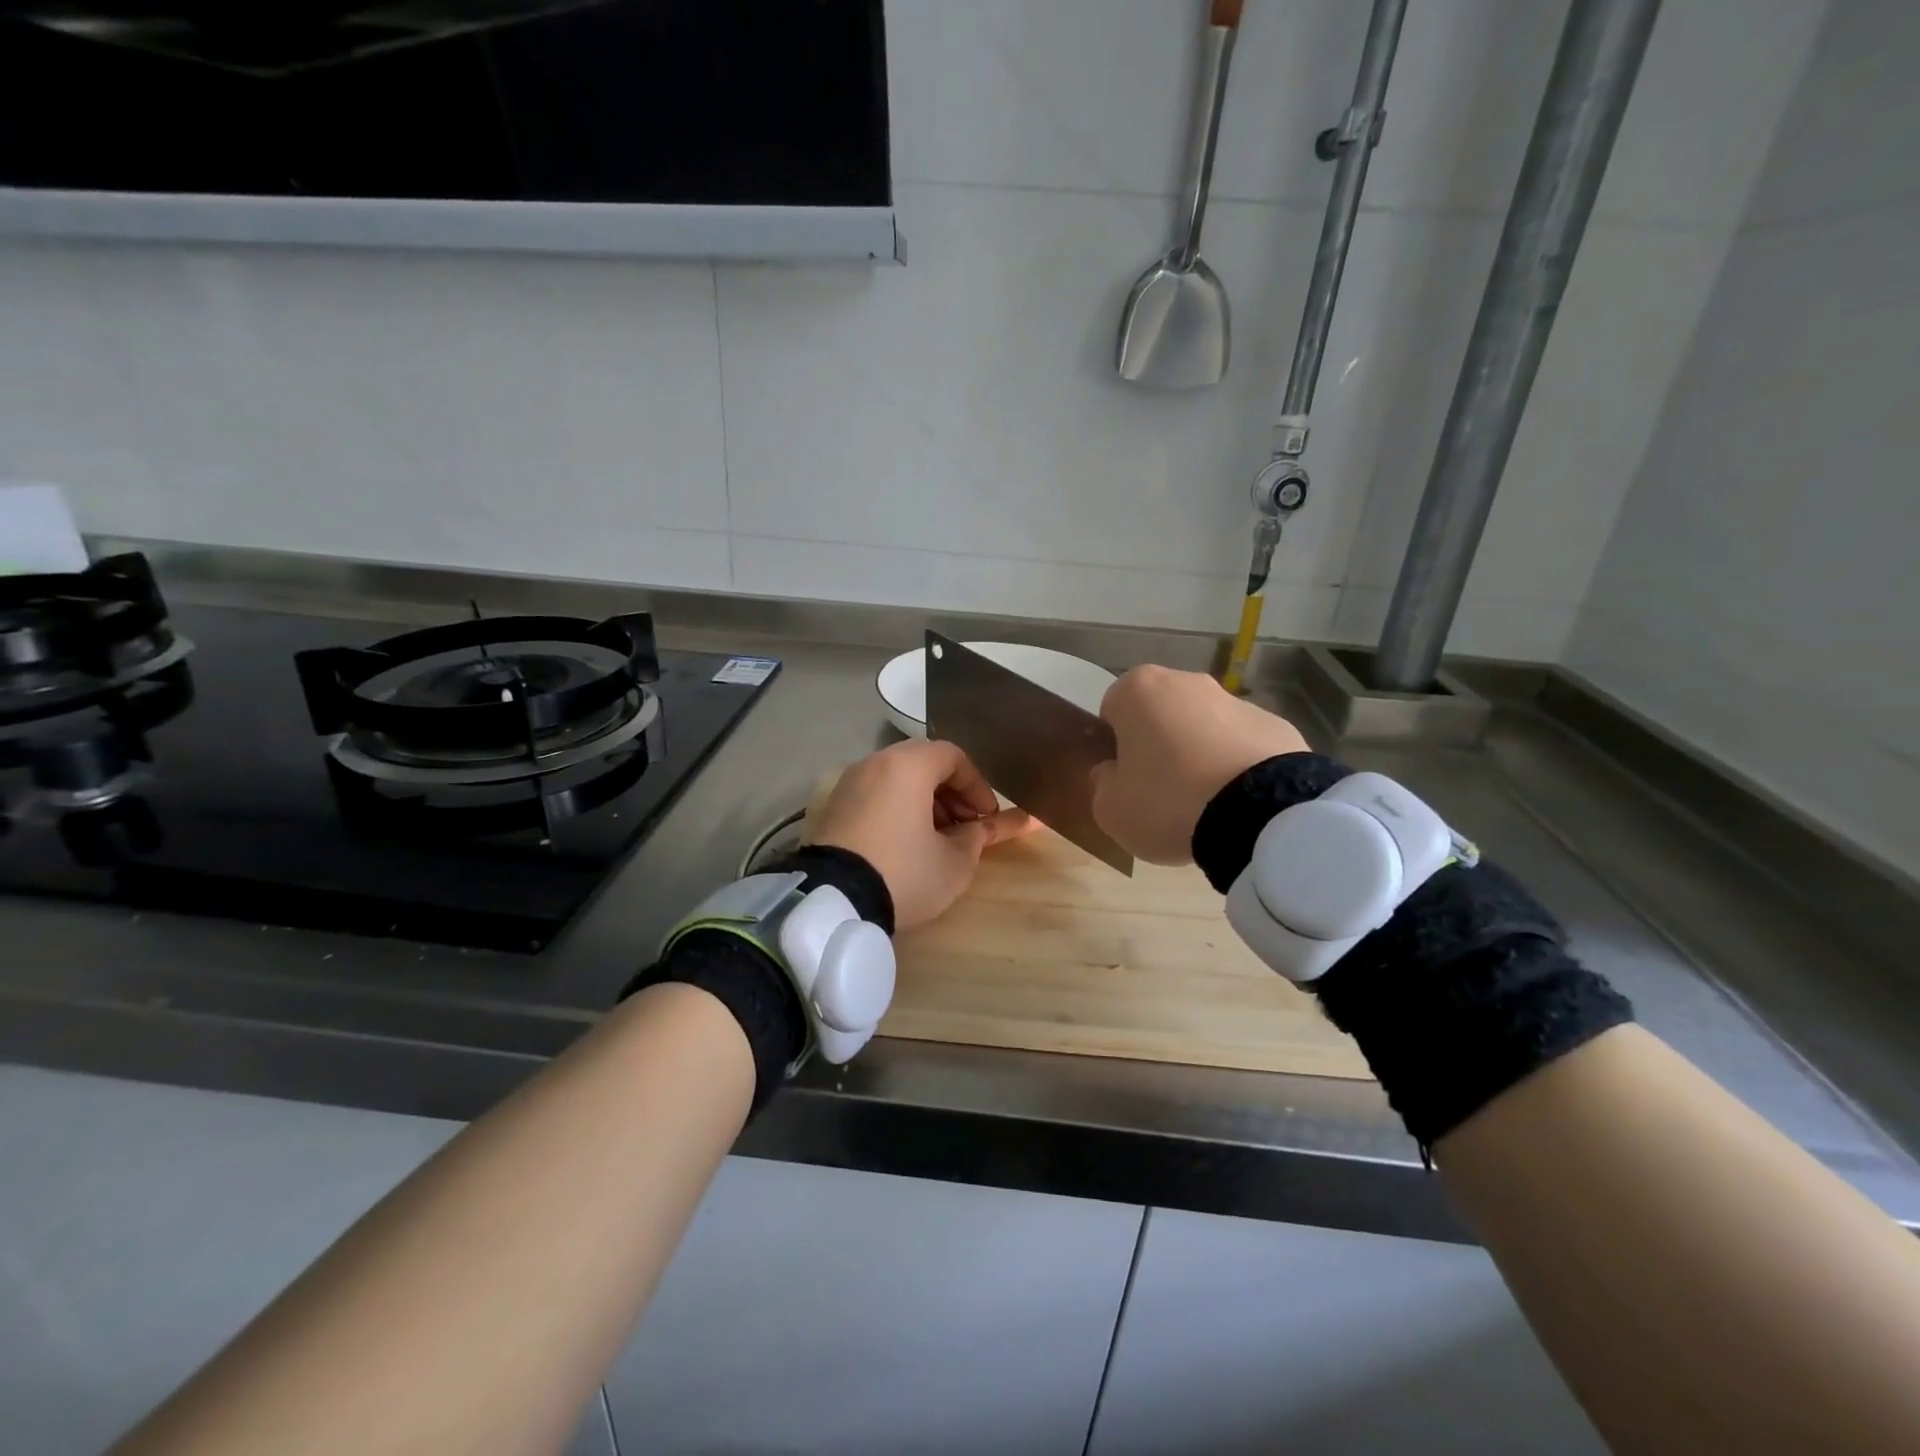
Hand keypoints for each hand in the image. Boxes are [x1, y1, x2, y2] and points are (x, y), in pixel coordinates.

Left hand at [807, 739, 1031, 930]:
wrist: (832, 902)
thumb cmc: (903, 873)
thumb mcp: (954, 862)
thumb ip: (978, 837)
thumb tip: (989, 827)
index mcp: (908, 766)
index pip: (953, 757)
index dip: (977, 785)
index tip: (987, 817)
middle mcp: (875, 763)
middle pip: (923, 764)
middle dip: (951, 793)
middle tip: (965, 826)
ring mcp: (848, 784)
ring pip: (897, 779)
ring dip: (924, 802)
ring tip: (937, 839)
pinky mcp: (832, 807)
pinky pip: (875, 795)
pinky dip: (897, 809)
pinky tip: (905, 844)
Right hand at [1091, 665, 1308, 864]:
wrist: (1261, 813)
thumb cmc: (1167, 802)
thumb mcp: (1110, 809)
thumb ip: (1103, 784)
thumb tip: (1113, 773)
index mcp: (1137, 690)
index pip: (1112, 711)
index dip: (1115, 747)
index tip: (1125, 779)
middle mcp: (1186, 682)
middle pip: (1160, 714)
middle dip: (1159, 744)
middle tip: (1161, 793)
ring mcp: (1236, 700)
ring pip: (1203, 727)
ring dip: (1200, 754)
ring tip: (1206, 804)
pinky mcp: (1277, 724)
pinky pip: (1242, 746)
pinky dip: (1238, 767)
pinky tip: (1241, 803)